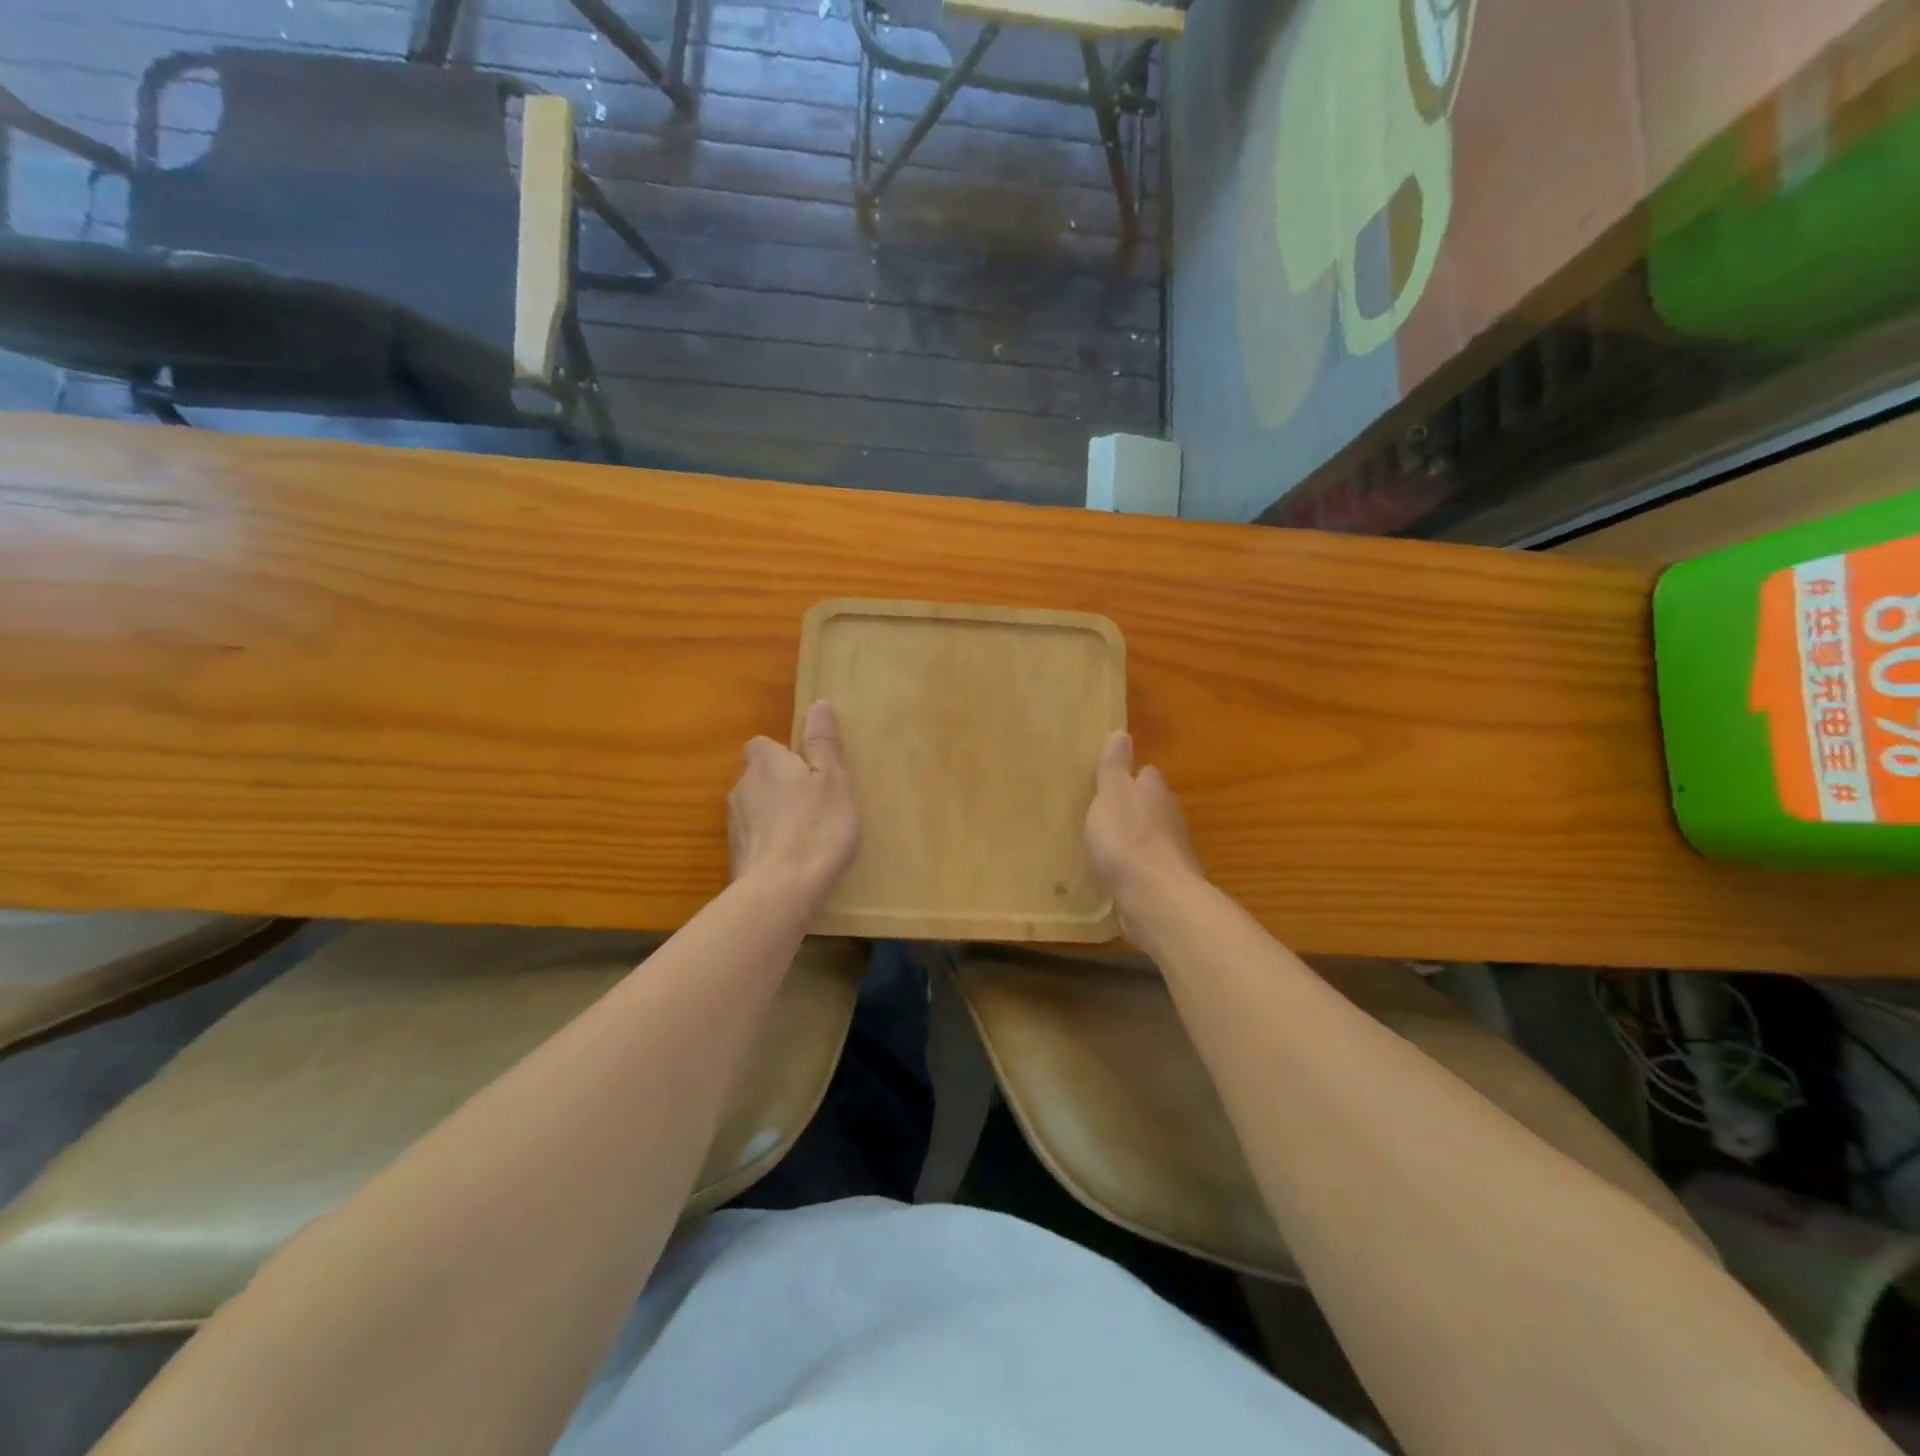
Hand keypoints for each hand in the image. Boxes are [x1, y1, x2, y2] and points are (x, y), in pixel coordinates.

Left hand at [728, 699, 860, 906]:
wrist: (780, 891)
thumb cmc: (816, 827)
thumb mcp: (833, 780)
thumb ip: (823, 743)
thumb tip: (818, 703)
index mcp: (764, 761)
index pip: (764, 745)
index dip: (787, 755)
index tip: (811, 772)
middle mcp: (740, 786)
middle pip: (760, 777)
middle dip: (782, 786)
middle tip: (816, 804)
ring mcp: (733, 824)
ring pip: (756, 809)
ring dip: (775, 816)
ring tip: (807, 835)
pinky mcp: (735, 855)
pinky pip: (756, 838)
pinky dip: (771, 843)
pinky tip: (794, 860)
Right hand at [1085, 731, 1202, 916]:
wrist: (1155, 896)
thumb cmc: (1127, 837)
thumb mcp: (1110, 794)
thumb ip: (1114, 766)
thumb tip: (1122, 733)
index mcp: (1155, 790)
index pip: (1146, 774)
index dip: (1130, 777)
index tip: (1110, 783)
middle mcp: (1171, 816)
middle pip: (1152, 805)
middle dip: (1133, 809)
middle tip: (1105, 814)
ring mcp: (1174, 850)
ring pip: (1153, 836)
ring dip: (1136, 839)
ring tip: (1109, 846)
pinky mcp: (1169, 880)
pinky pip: (1150, 866)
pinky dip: (1138, 867)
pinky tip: (1121, 874)